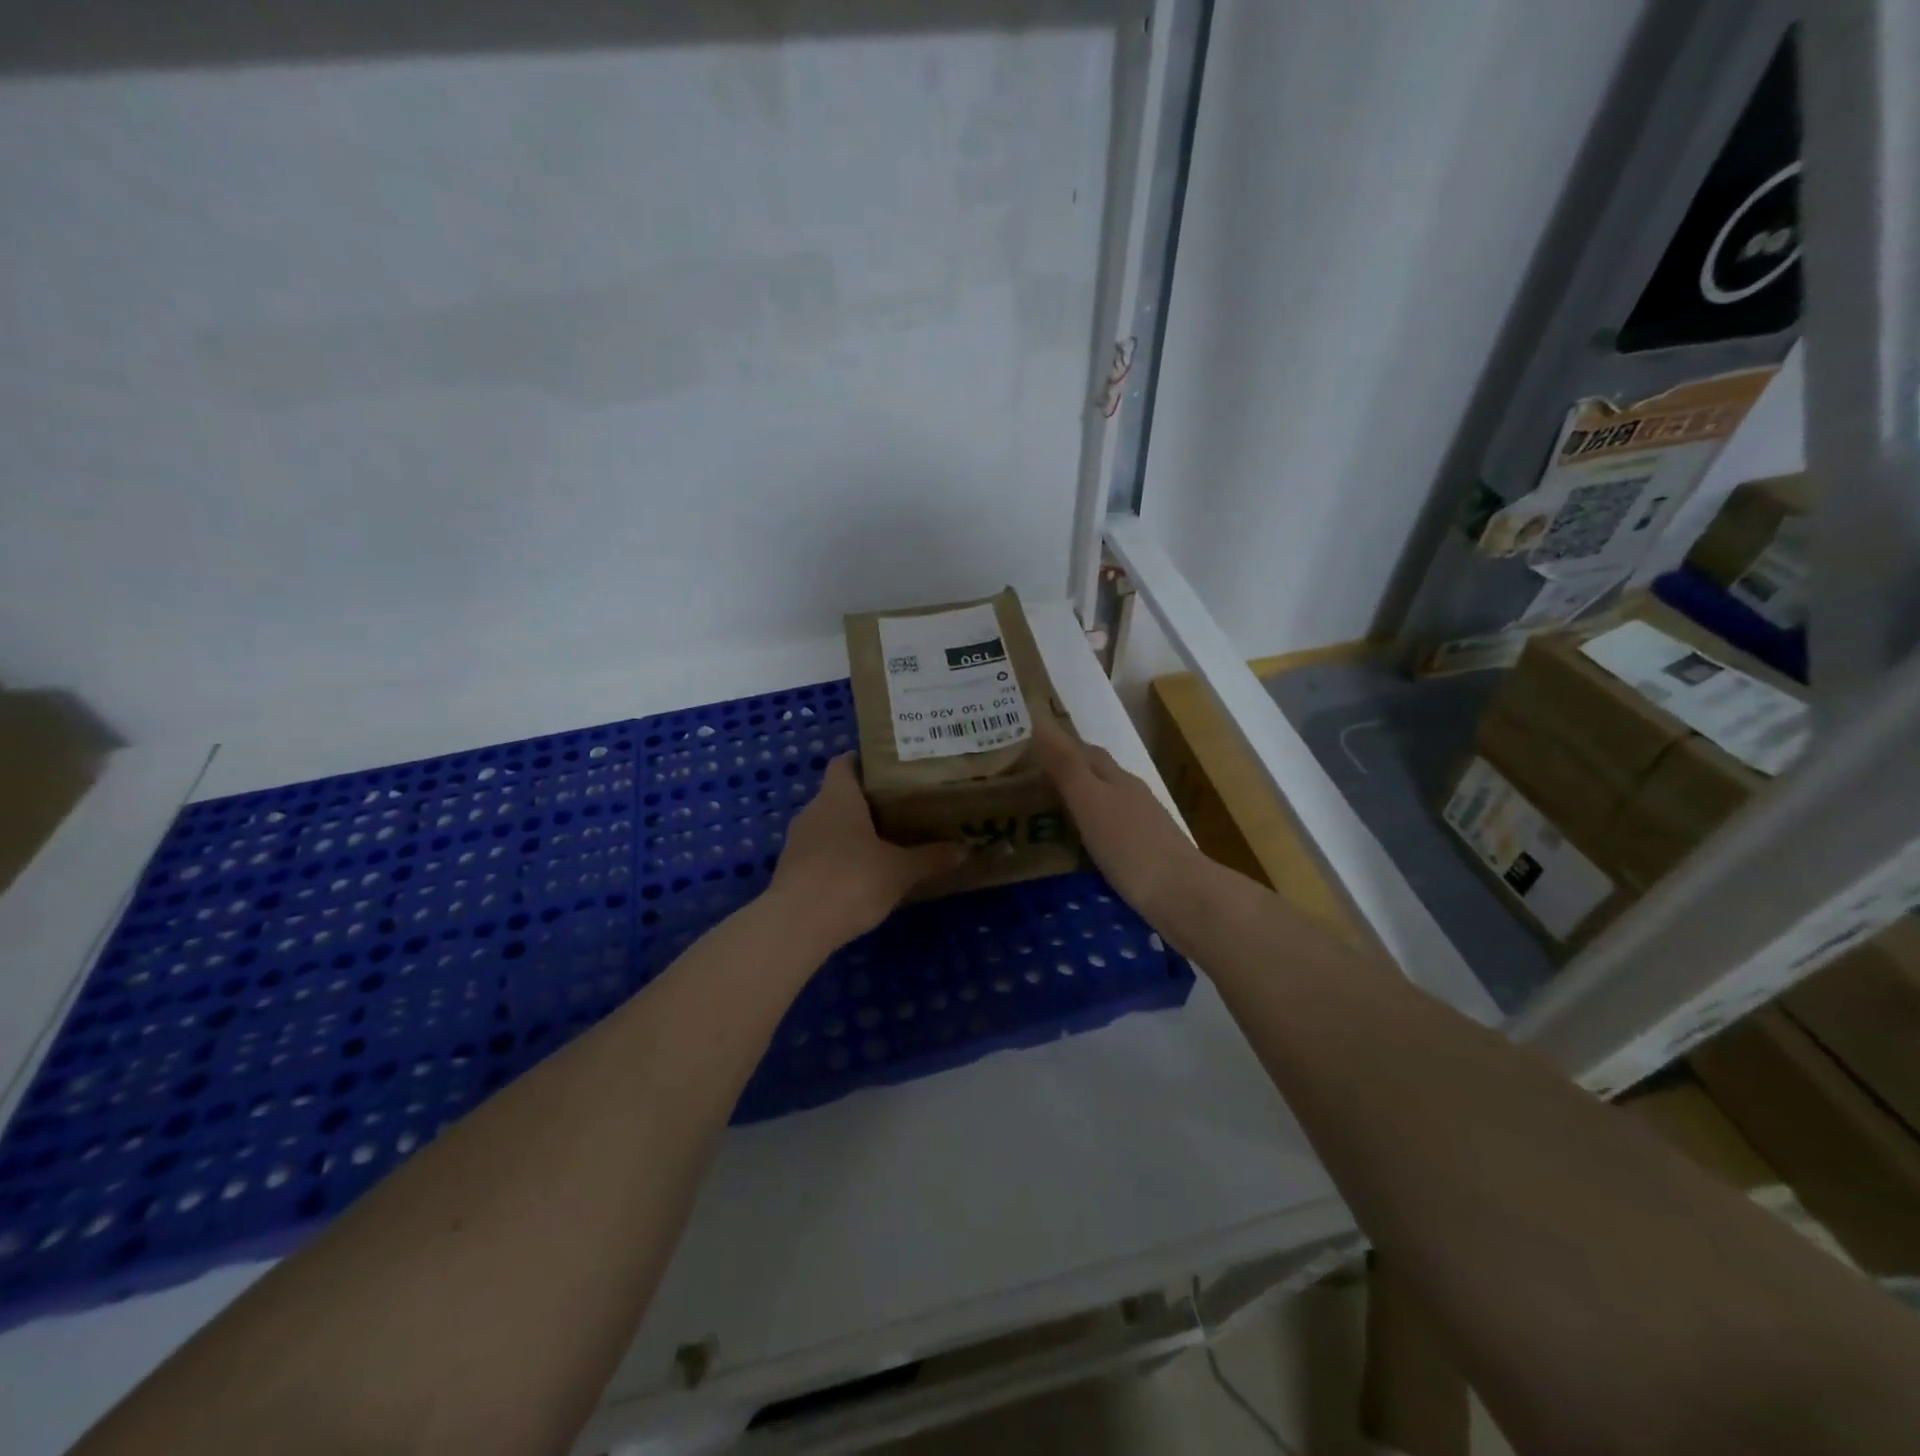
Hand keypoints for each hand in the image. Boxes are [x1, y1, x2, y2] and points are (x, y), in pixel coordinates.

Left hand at [769, 755, 967, 946]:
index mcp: (837, 797)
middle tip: (900, 809)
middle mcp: (812, 811)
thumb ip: (931, 858)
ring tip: (884, 842)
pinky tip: (860, 875)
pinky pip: (818, 853)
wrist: (796, 926)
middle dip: (865, 801)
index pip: (844, 763)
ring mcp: (797, 842)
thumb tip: (965, 849)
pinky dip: (837, 857)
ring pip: (827, 825)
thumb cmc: (852, 881)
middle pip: (837, 795)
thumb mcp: (900, 871)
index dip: (863, 761)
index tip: (889, 769)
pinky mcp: (790, 871)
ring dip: (850, 832)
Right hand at [1032, 719, 1210, 930]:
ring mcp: (1144, 827)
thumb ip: (1065, 765)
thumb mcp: (1090, 802)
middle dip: (1068, 775)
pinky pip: (1112, 834)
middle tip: (1028, 787)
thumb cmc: (1130, 846)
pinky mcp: (1147, 856)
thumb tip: (1039, 720)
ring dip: (1080, 806)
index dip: (1058, 747)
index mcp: (1117, 779)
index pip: (1085, 752)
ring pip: (1106, 805)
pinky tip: (1080, 851)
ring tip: (1047, 819)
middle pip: (1098, 776)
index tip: (1026, 753)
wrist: (1183, 896)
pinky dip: (1092, 834)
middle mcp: (1132, 796)